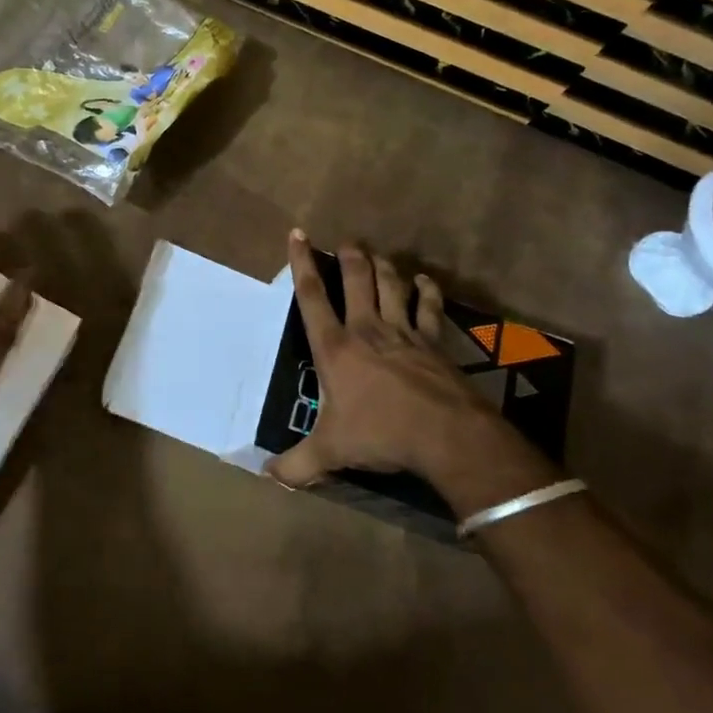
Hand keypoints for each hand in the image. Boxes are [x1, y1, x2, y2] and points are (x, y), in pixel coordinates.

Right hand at [266, 231, 545, 509]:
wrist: (445, 435)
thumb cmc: (380, 434)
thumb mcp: (330, 452)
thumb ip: (296, 465)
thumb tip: (267, 477)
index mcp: (335, 348)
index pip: (312, 296)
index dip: (302, 262)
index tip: (298, 234)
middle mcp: (367, 329)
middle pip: (356, 279)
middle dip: (349, 255)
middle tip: (346, 241)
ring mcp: (403, 332)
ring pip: (391, 284)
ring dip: (382, 265)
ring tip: (376, 254)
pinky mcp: (433, 342)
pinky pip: (429, 307)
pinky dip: (426, 290)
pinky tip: (424, 280)